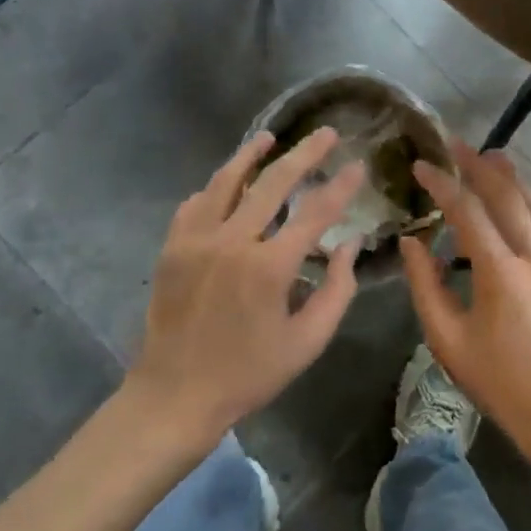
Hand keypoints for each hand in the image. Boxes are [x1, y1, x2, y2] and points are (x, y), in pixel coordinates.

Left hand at [131, 128, 366, 442]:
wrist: (174, 397)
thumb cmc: (248, 374)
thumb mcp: (307, 343)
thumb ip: (337, 290)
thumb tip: (350, 244)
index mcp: (269, 268)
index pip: (315, 213)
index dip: (341, 186)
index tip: (358, 165)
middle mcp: (232, 242)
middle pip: (273, 182)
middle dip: (304, 153)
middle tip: (325, 133)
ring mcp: (196, 241)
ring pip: (226, 181)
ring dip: (250, 155)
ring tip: (269, 138)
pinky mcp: (172, 247)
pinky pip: (195, 203)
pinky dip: (214, 187)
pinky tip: (226, 181)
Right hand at [400, 141, 530, 464]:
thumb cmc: (496, 380)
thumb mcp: (447, 339)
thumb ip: (425, 285)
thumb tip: (412, 242)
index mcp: (501, 273)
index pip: (468, 211)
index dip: (443, 184)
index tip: (422, 165)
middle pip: (507, 196)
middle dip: (480, 166)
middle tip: (458, 145)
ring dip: (512, 178)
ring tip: (492, 156)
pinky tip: (520, 198)